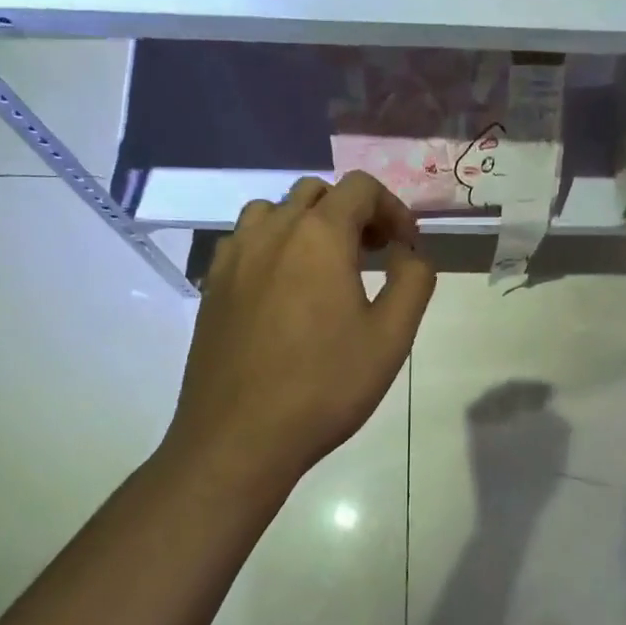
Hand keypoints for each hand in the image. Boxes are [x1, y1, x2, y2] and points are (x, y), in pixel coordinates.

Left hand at [164, 173, 434, 482]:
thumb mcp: (392, 337)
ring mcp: (233, 257)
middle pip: (316, 192)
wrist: (240, 437)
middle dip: (352, 213)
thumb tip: (409, 252)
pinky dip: (273, 246)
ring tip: (326, 267)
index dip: (392, 208)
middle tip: (373, 254)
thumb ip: (413, 281)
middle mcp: (271, 232)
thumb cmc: (325, 386)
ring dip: (308, 224)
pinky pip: (245, 241)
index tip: (405, 247)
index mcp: (318, 236)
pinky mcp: (212, 286)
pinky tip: (284, 290)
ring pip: (274, 210)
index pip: (360, 187)